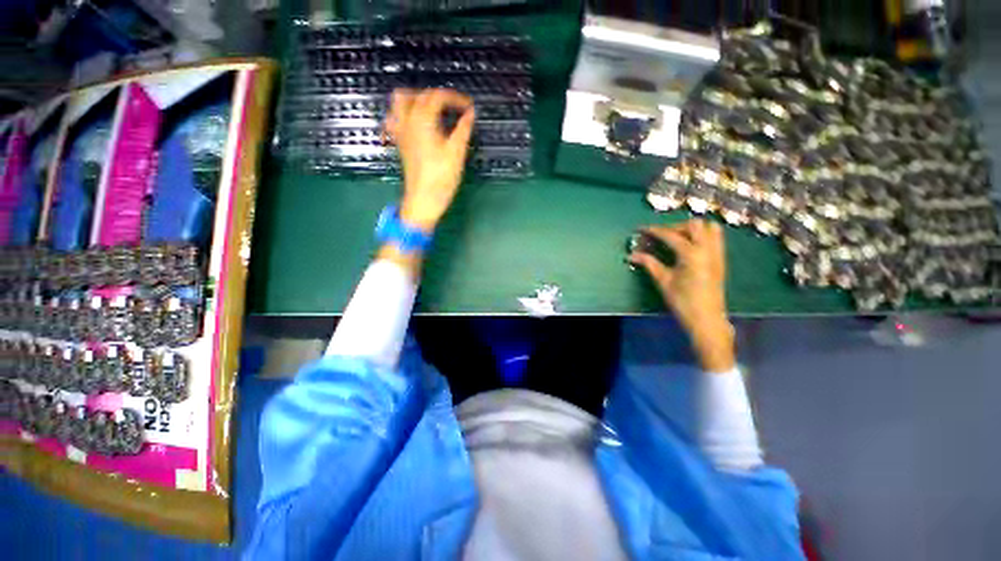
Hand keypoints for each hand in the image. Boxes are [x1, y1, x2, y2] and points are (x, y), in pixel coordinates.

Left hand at [384, 88, 474, 230]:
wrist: (423, 198)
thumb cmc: (442, 177)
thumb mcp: (457, 152)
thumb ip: (463, 129)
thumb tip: (470, 113)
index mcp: (423, 119)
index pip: (438, 97)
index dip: (455, 98)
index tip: (470, 107)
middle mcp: (408, 120)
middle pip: (419, 95)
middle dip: (438, 96)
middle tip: (454, 107)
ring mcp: (401, 131)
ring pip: (400, 101)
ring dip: (416, 98)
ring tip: (432, 108)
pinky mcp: (400, 142)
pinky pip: (394, 119)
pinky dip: (403, 113)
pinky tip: (414, 122)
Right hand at [629, 220, 734, 372]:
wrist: (707, 319)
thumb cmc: (682, 301)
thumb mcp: (663, 281)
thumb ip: (649, 263)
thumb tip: (632, 255)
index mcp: (691, 254)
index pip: (670, 235)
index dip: (654, 231)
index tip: (641, 230)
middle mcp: (707, 249)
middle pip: (693, 225)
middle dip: (674, 227)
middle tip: (660, 236)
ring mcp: (717, 253)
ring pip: (710, 228)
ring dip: (692, 229)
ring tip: (677, 238)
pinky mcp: (720, 260)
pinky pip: (716, 238)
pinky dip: (702, 235)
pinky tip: (690, 246)